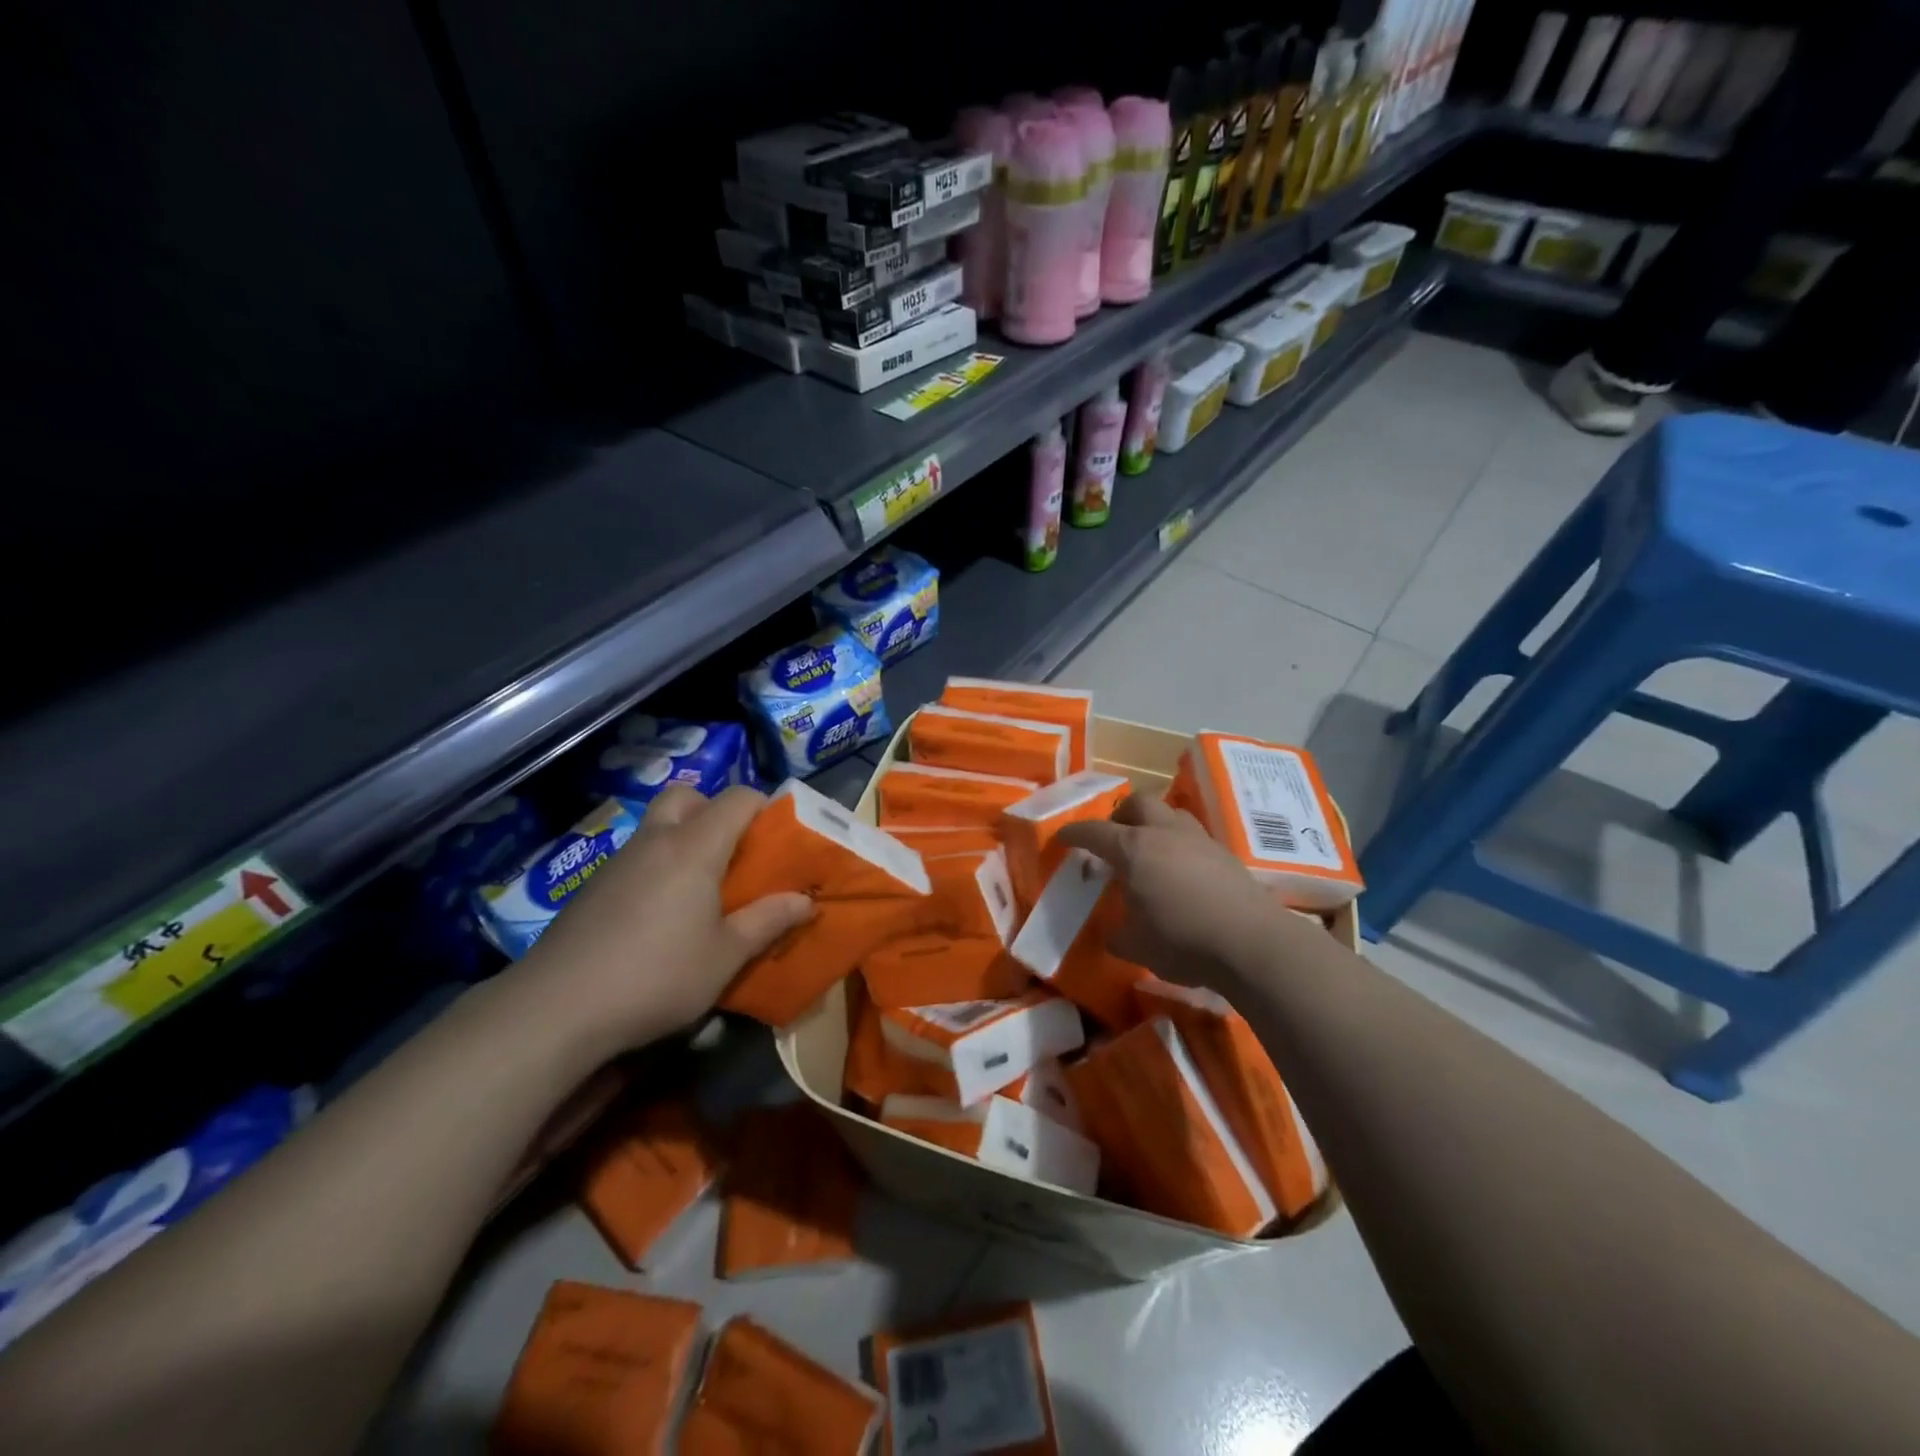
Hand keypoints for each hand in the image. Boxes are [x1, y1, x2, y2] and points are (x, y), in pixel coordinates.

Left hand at [515, 785, 812, 1054]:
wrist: (556, 1008)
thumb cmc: (657, 976)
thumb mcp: (726, 956)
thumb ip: (768, 921)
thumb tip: (806, 901)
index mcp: (694, 847)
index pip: (737, 798)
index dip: (765, 807)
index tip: (781, 837)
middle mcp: (655, 841)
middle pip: (688, 796)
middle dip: (715, 812)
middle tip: (733, 853)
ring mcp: (618, 862)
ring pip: (657, 825)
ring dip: (684, 838)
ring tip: (702, 889)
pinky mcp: (593, 887)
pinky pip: (637, 856)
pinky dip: (658, 865)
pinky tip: (660, 915)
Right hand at [1056, 794, 1290, 991]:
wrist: (1250, 943)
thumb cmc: (1181, 940)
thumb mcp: (1135, 945)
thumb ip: (1117, 933)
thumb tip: (1113, 930)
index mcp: (1133, 849)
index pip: (1095, 832)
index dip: (1075, 833)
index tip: (1064, 837)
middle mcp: (1164, 833)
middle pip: (1139, 803)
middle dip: (1121, 814)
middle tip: (1115, 836)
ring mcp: (1198, 839)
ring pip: (1171, 813)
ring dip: (1155, 823)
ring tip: (1151, 849)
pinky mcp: (1225, 854)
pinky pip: (1194, 836)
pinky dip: (1180, 845)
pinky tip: (1182, 871)